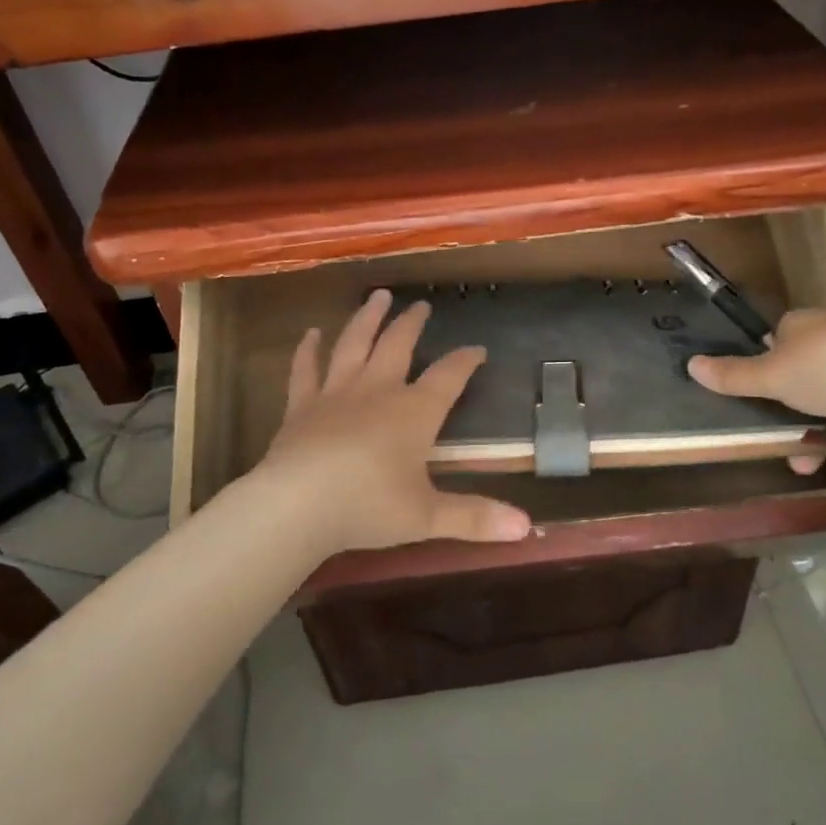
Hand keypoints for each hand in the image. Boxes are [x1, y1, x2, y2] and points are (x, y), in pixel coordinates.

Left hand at [253, 290, 532, 553]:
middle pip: (398, 346)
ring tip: (377, 296)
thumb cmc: (369, 507)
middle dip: (412, 325)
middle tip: (421, 305)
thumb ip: (475, 518)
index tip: (478, 349)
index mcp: (414, 413)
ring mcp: (336, 394)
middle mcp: (377, 391)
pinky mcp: (301, 406)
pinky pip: (305, 370)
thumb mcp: (428, 517)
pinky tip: (312, 333)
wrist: (298, 504)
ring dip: (367, 319)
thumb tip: (527, 528)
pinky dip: (308, 350)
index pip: (448, 377)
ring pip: (354, 345)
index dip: (465, 361)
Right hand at [687, 309, 825, 474]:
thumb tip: (691, 364)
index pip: (786, 330)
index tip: (761, 381)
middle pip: (810, 369)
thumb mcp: (770, 376)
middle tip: (777, 427)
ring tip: (807, 459)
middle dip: (793, 404)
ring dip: (821, 430)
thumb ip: (733, 375)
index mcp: (811, 325)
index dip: (771, 355)